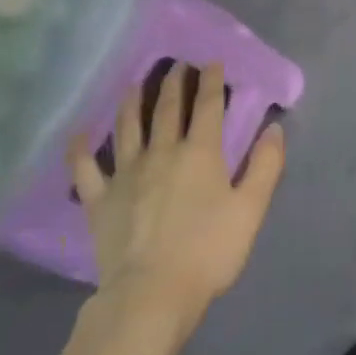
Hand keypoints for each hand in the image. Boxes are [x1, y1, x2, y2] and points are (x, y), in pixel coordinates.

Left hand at [69, 63, 285, 327]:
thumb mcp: (251, 208)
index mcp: (200, 154)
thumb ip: (265, 165)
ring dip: (132, 102)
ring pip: (127, 127)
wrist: (153, 292)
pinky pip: (85, 167)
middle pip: (166, 110)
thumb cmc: (210, 250)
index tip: (211, 62)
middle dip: (174, 83)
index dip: (211, 82)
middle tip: (176, 65)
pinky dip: (82, 147)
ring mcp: (125, 174)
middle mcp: (161, 153)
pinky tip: (81, 133)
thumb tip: (273, 128)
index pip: (207, 107)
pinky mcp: (100, 199)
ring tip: (135, 84)